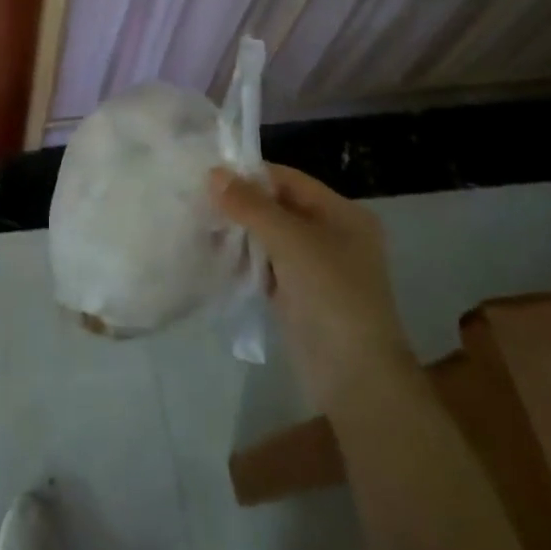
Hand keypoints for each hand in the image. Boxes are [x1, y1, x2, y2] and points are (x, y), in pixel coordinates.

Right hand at [211, 164, 415, 395]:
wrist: (354, 376)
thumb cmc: (331, 295)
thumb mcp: (291, 241)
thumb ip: (251, 206)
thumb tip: (214, 173)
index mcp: (343, 214)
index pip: (289, 180)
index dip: (251, 175)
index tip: (207, 175)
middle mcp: (332, 235)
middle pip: (278, 208)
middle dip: (240, 205)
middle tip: (195, 200)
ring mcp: (315, 268)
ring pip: (268, 238)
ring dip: (238, 233)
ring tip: (197, 225)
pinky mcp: (297, 295)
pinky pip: (265, 266)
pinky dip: (242, 260)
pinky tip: (212, 255)